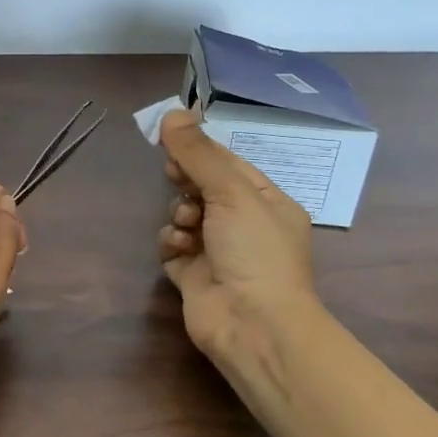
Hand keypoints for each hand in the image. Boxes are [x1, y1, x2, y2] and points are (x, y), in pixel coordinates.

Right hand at [156, 110, 318, 366]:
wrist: (253, 324)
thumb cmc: (254, 251)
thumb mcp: (231, 192)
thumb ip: (198, 154)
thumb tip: (172, 112)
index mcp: (267, 202)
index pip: (229, 164)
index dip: (200, 150)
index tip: (171, 137)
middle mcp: (244, 225)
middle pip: (203, 187)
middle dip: (186, 181)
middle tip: (174, 175)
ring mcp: (217, 251)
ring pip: (184, 215)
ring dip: (179, 214)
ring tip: (186, 225)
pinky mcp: (193, 275)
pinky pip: (173, 246)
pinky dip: (171, 242)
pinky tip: (177, 247)